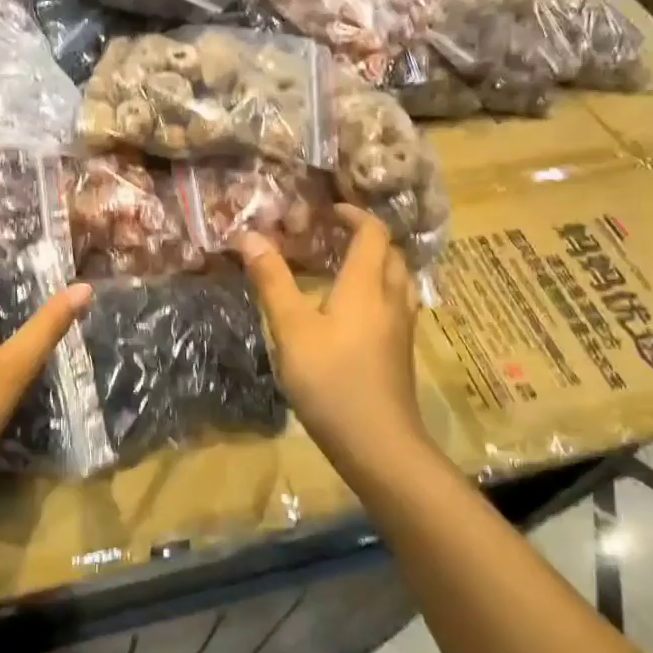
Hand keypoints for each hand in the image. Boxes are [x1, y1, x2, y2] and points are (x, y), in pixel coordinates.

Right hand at [237, 206, 429, 474]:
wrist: (377, 442)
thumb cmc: (330, 380)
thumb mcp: (291, 329)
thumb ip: (272, 282)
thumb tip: (250, 236)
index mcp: (366, 285)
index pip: (372, 233)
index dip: (354, 215)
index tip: (329, 211)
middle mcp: (391, 299)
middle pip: (392, 253)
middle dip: (367, 238)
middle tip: (334, 239)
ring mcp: (401, 328)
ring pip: (398, 281)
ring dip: (378, 265)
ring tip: (346, 270)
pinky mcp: (401, 353)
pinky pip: (397, 306)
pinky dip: (380, 293)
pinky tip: (356, 315)